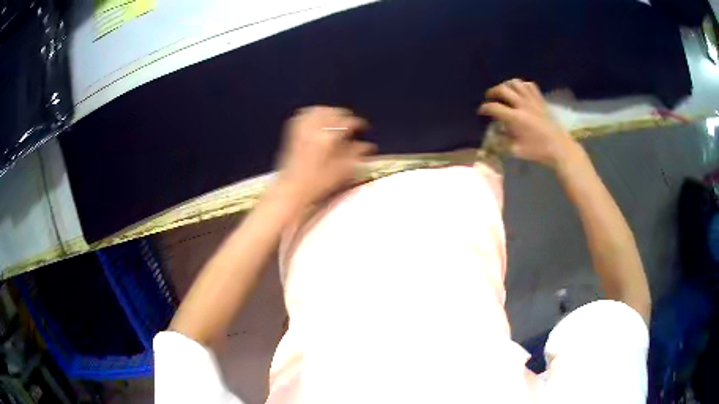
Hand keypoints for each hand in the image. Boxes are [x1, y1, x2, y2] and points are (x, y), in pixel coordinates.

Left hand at [275, 106, 375, 206]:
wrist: (292, 188)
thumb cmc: (319, 183)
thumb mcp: (343, 170)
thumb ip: (357, 154)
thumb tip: (368, 145)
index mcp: (329, 138)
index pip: (349, 122)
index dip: (359, 123)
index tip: (364, 127)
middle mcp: (316, 129)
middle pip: (334, 113)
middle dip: (345, 115)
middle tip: (351, 123)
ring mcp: (303, 128)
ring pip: (319, 110)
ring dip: (330, 112)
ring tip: (336, 119)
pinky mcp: (293, 131)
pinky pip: (304, 114)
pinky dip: (314, 113)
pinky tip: (318, 119)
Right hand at [477, 79, 579, 168]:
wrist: (559, 148)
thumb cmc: (538, 151)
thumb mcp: (516, 150)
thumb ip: (502, 141)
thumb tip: (494, 132)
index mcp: (515, 118)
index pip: (494, 107)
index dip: (484, 108)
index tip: (481, 112)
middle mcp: (522, 105)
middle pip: (502, 89)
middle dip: (492, 92)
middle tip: (489, 98)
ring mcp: (532, 100)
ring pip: (515, 83)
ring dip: (506, 85)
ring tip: (504, 92)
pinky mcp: (540, 100)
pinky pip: (529, 86)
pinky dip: (522, 85)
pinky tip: (520, 92)